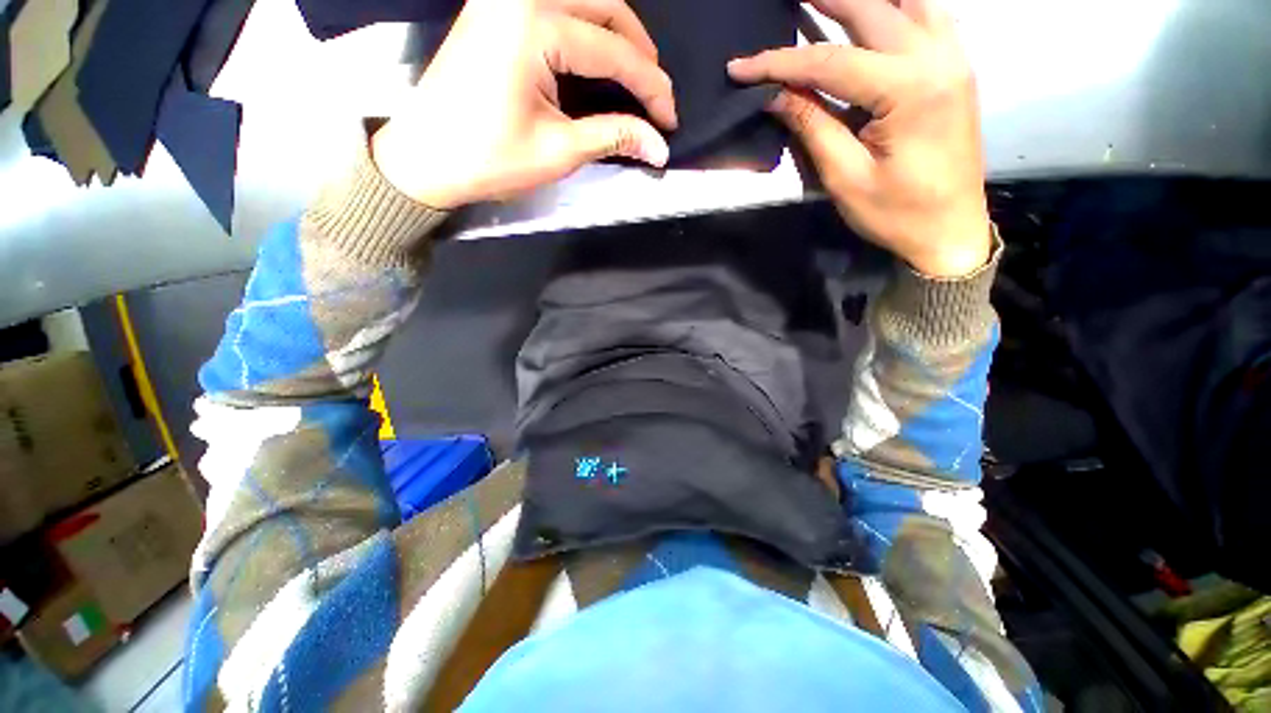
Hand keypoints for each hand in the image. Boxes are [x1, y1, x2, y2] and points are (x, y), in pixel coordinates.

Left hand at [372, 0, 677, 209]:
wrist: (425, 158)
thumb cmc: (489, 159)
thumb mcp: (559, 151)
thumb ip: (614, 137)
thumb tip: (660, 146)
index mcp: (534, 25)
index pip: (614, 51)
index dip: (651, 88)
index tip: (670, 121)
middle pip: (604, 4)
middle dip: (639, 50)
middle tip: (656, 93)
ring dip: (616, 31)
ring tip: (634, 73)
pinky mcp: (495, 8)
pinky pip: (556, 4)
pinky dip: (586, 26)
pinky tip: (597, 53)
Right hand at [728, 0, 990, 277]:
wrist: (950, 230)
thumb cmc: (896, 213)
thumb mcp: (845, 177)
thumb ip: (813, 127)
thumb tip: (777, 95)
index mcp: (908, 91)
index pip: (830, 63)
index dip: (779, 63)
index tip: (740, 66)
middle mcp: (938, 58)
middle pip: (873, 9)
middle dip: (824, 1)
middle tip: (788, 1)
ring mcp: (954, 58)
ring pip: (910, 0)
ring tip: (825, 0)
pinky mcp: (957, 67)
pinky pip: (930, 14)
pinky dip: (899, 5)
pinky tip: (876, 13)